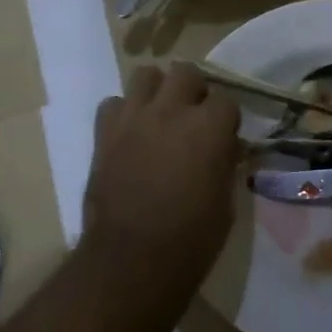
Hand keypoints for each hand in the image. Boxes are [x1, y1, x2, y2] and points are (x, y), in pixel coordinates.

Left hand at [82, 63, 240, 294]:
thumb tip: (225, 147)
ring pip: (145, 74)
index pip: (226, 100)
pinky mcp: (105, 132)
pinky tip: (129, 133)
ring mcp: (134, 117)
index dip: (226, 118)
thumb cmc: (191, 238)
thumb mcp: (225, 200)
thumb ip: (225, 162)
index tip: (224, 136)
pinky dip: (122, 112)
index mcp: (210, 127)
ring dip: (156, 90)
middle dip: (192, 89)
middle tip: (192, 115)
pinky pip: (112, 103)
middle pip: (185, 72)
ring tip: (159, 114)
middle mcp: (172, 110)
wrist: (132, 259)